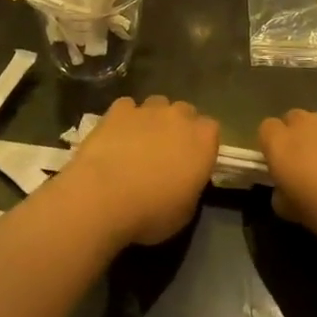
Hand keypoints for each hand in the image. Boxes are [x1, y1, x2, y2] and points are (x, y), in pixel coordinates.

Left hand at [60, 96, 218, 248]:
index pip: (211, 130)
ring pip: (157, 104)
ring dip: (153, 119)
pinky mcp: (119, 110)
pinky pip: (127, 107)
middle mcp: (179, 117)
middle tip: (166, 152)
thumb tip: (184, 180)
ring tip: (139, 142)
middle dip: (178, 127)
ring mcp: (148, 109)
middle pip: (185, 112)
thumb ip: (191, 186)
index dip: (201, 144)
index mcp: (203, 140)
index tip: (192, 160)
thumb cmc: (151, 212)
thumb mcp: (185, 211)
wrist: (104, 196)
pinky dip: (125, 118)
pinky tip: (116, 136)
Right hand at [259, 109, 316, 250]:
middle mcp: (307, 123)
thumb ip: (285, 200)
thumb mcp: (301, 217)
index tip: (285, 167)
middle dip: (301, 137)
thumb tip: (283, 192)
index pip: (266, 130)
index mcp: (283, 146)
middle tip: (315, 166)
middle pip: (295, 120)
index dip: (273, 146)